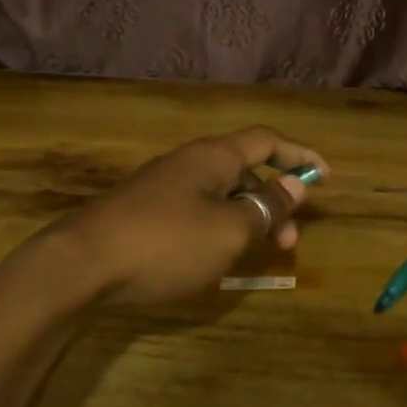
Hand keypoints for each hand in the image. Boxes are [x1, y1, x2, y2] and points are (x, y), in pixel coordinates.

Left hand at [54, 126, 327, 305]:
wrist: (80, 265)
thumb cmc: (166, 243)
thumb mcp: (228, 230)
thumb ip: (265, 208)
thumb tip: (294, 186)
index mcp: (212, 157)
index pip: (267, 140)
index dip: (300, 154)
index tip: (325, 176)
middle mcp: (188, 164)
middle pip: (244, 170)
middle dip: (274, 202)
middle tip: (289, 242)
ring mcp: (162, 188)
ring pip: (219, 196)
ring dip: (246, 220)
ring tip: (256, 256)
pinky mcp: (143, 214)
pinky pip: (195, 213)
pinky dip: (218, 229)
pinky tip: (215, 260)